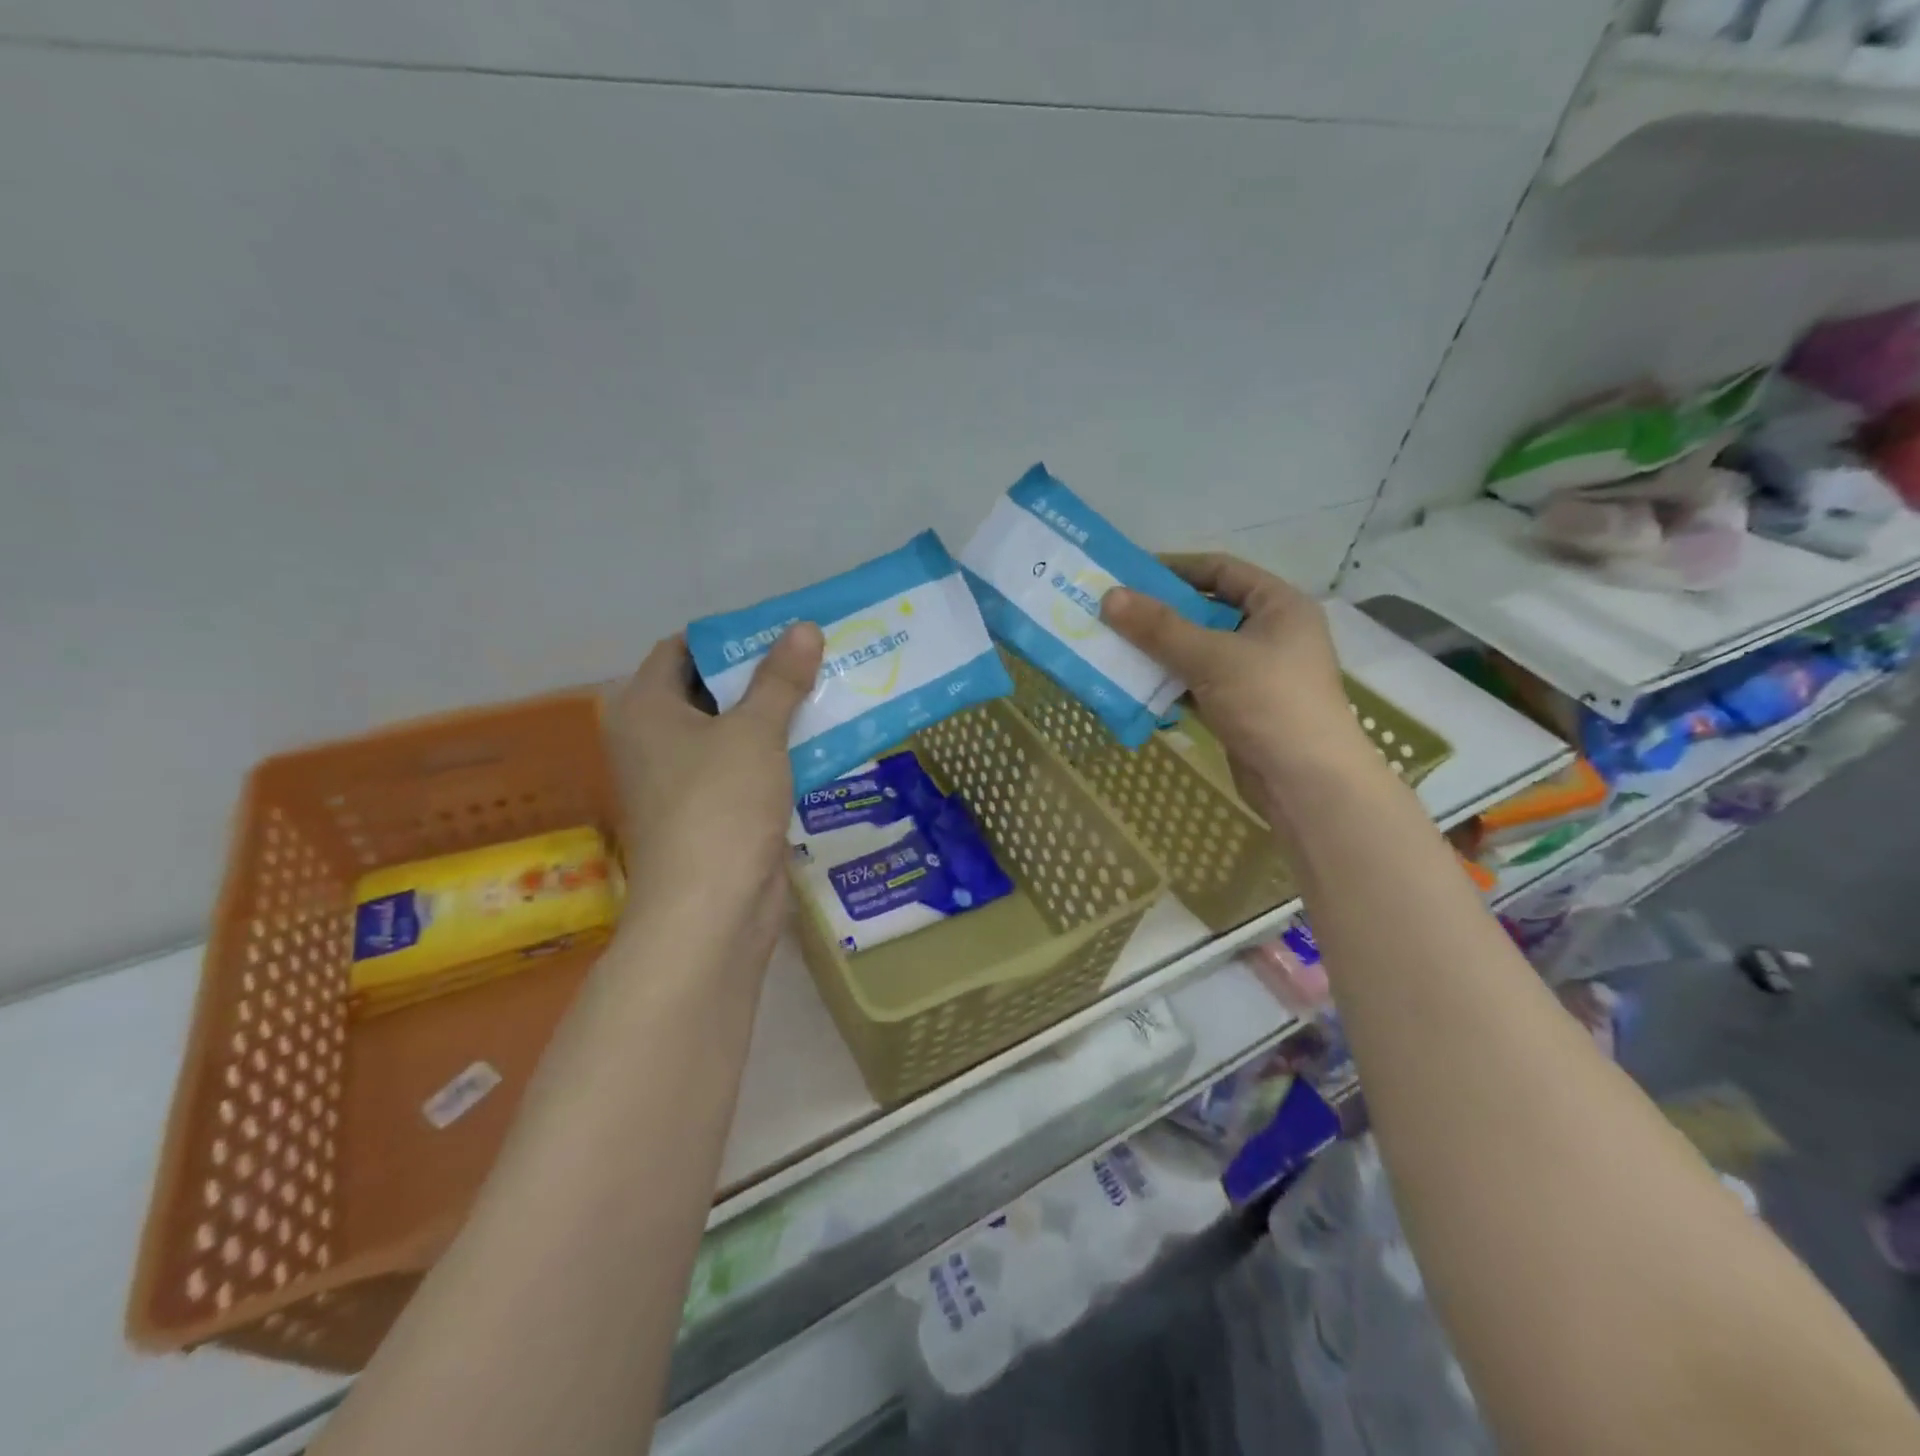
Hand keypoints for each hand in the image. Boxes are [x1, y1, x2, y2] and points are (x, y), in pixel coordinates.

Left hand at [604, 624, 824, 964]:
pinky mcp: (713, 811)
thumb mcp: (755, 732)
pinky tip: (825, 739)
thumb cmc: (720, 805)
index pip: (684, 649)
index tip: (782, 630)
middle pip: (711, 689)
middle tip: (817, 656)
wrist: (711, 911)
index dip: (733, 637)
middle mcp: (654, 738)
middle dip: (764, 675)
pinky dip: (779, 752)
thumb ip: (780, 679)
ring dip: (778, 714)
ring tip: (831, 689)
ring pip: (734, 731)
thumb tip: (804, 628)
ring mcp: (683, 779)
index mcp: (644, 707)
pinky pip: (747, 766)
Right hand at [1101, 555, 1378, 823]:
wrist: (1307, 783)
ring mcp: (1257, 674)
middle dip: (1160, 615)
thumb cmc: (1269, 703)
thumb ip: (1159, 627)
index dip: (1177, 569)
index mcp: (1279, 606)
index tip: (1131, 575)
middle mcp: (1271, 634)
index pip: (1222, 570)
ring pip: (1199, 652)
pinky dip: (1170, 685)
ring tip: (1114, 649)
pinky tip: (1135, 687)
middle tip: (1113, 615)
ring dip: (1160, 652)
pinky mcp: (1242, 709)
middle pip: (1207, 612)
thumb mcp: (1211, 657)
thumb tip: (1109, 597)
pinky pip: (1199, 685)